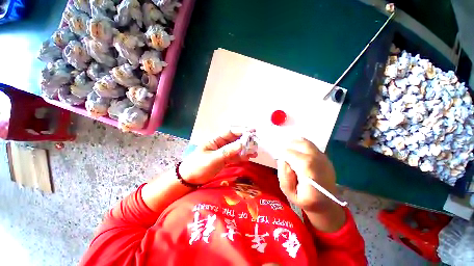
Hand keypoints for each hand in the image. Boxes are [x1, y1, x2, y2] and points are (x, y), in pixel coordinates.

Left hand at [179, 127, 256, 184]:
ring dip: (245, 148)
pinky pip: (235, 156)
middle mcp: (220, 144)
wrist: (190, 180)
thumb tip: (241, 144)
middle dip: (245, 139)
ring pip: (236, 148)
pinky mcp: (225, 160)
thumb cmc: (198, 166)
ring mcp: (223, 152)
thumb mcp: (212, 159)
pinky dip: (242, 156)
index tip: (251, 131)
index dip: (240, 130)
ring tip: (255, 151)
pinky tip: (249, 157)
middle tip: (256, 140)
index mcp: (215, 140)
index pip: (229, 132)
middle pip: (235, 139)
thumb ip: (227, 152)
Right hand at [277, 138, 337, 211]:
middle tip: (284, 154)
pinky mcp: (325, 158)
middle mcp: (318, 160)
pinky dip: (302, 146)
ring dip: (296, 144)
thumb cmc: (306, 200)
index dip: (283, 155)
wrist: (327, 204)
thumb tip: (284, 160)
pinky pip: (311, 146)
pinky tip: (298, 153)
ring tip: (290, 151)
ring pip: (306, 142)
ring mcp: (323, 158)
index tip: (281, 162)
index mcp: (308, 170)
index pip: (290, 153)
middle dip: (289, 147)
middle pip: (300, 144)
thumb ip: (284, 175)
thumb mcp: (289, 192)